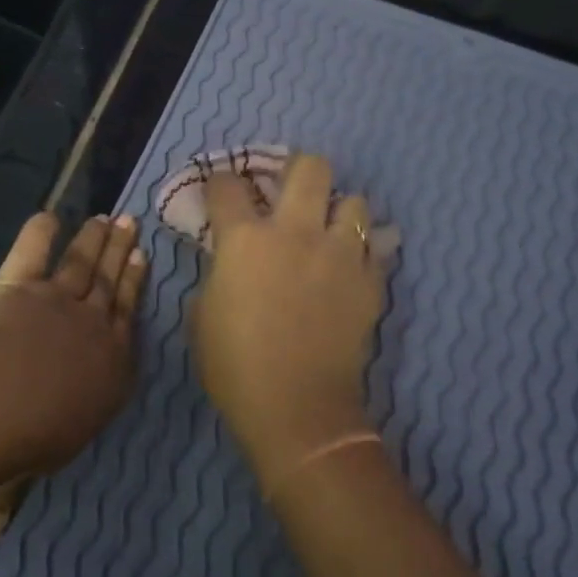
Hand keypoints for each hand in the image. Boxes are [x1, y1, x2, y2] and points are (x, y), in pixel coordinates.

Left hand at [0, 213, 145, 536]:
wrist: (0, 401)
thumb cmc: (26, 443)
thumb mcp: (24, 473)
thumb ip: (8, 494)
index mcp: (109, 370)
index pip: (127, 323)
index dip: (135, 290)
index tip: (142, 262)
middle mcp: (91, 329)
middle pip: (111, 285)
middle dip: (122, 254)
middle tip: (131, 224)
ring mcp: (58, 301)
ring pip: (83, 264)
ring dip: (95, 239)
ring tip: (108, 217)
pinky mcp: (21, 285)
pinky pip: (32, 252)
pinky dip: (39, 232)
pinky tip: (47, 214)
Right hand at [192, 154, 386, 469]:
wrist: (297, 408)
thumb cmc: (235, 365)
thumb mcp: (202, 314)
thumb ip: (217, 273)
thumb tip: (228, 259)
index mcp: (245, 239)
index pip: (228, 186)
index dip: (220, 183)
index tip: (220, 192)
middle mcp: (296, 232)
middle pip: (310, 167)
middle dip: (297, 169)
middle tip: (289, 189)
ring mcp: (340, 254)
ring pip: (355, 202)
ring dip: (338, 212)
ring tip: (328, 231)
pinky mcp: (371, 281)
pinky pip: (375, 248)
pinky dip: (362, 251)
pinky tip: (348, 268)